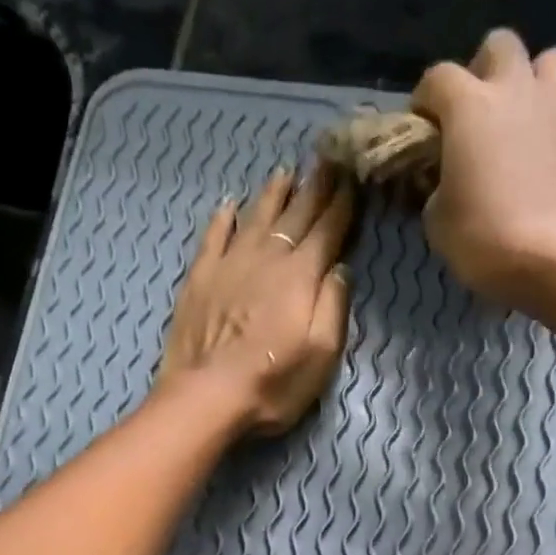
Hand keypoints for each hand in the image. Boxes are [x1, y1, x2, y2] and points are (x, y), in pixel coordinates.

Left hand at [158, 166, 354, 437]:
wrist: (206, 395)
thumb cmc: (272, 384)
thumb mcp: (321, 356)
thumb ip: (333, 307)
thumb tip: (340, 267)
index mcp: (301, 276)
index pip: (328, 230)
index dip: (343, 204)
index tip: (355, 178)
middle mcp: (268, 257)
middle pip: (296, 214)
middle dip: (315, 187)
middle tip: (328, 160)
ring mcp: (230, 263)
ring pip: (256, 216)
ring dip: (274, 193)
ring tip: (286, 173)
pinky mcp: (200, 277)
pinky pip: (215, 235)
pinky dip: (225, 218)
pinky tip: (230, 206)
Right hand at [411, 30, 555, 308]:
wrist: (551, 258)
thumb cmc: (483, 239)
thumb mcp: (437, 222)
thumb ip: (438, 190)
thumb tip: (447, 184)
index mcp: (469, 106)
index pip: (438, 78)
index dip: (426, 99)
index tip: (423, 125)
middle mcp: (515, 90)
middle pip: (500, 46)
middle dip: (485, 69)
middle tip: (478, 110)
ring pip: (550, 63)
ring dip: (535, 83)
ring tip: (525, 118)